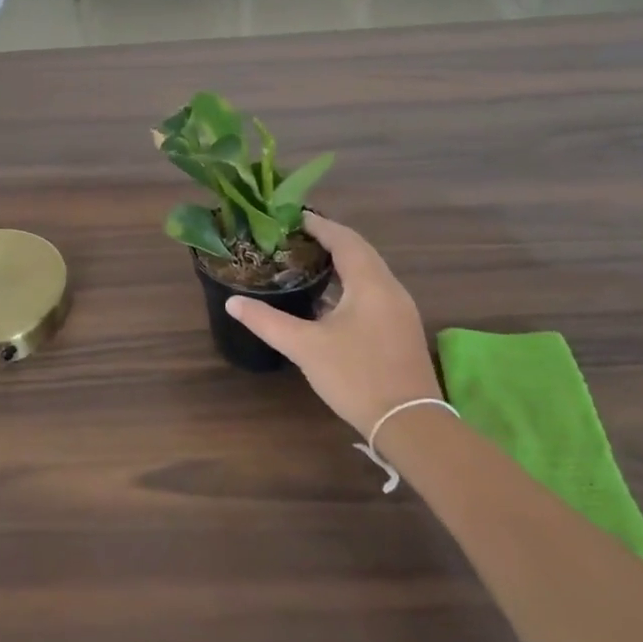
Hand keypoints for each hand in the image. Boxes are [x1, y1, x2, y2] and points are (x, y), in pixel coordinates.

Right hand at [225, 213, 440, 438]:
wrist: (410, 424)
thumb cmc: (356, 376)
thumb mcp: (305, 347)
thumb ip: (267, 321)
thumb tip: (232, 302)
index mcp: (370, 282)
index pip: (344, 239)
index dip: (319, 225)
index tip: (292, 217)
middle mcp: (390, 288)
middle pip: (359, 251)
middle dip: (329, 240)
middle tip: (295, 237)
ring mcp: (400, 309)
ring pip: (369, 272)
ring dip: (341, 262)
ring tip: (307, 261)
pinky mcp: (401, 329)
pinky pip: (374, 291)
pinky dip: (350, 283)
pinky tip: (330, 299)